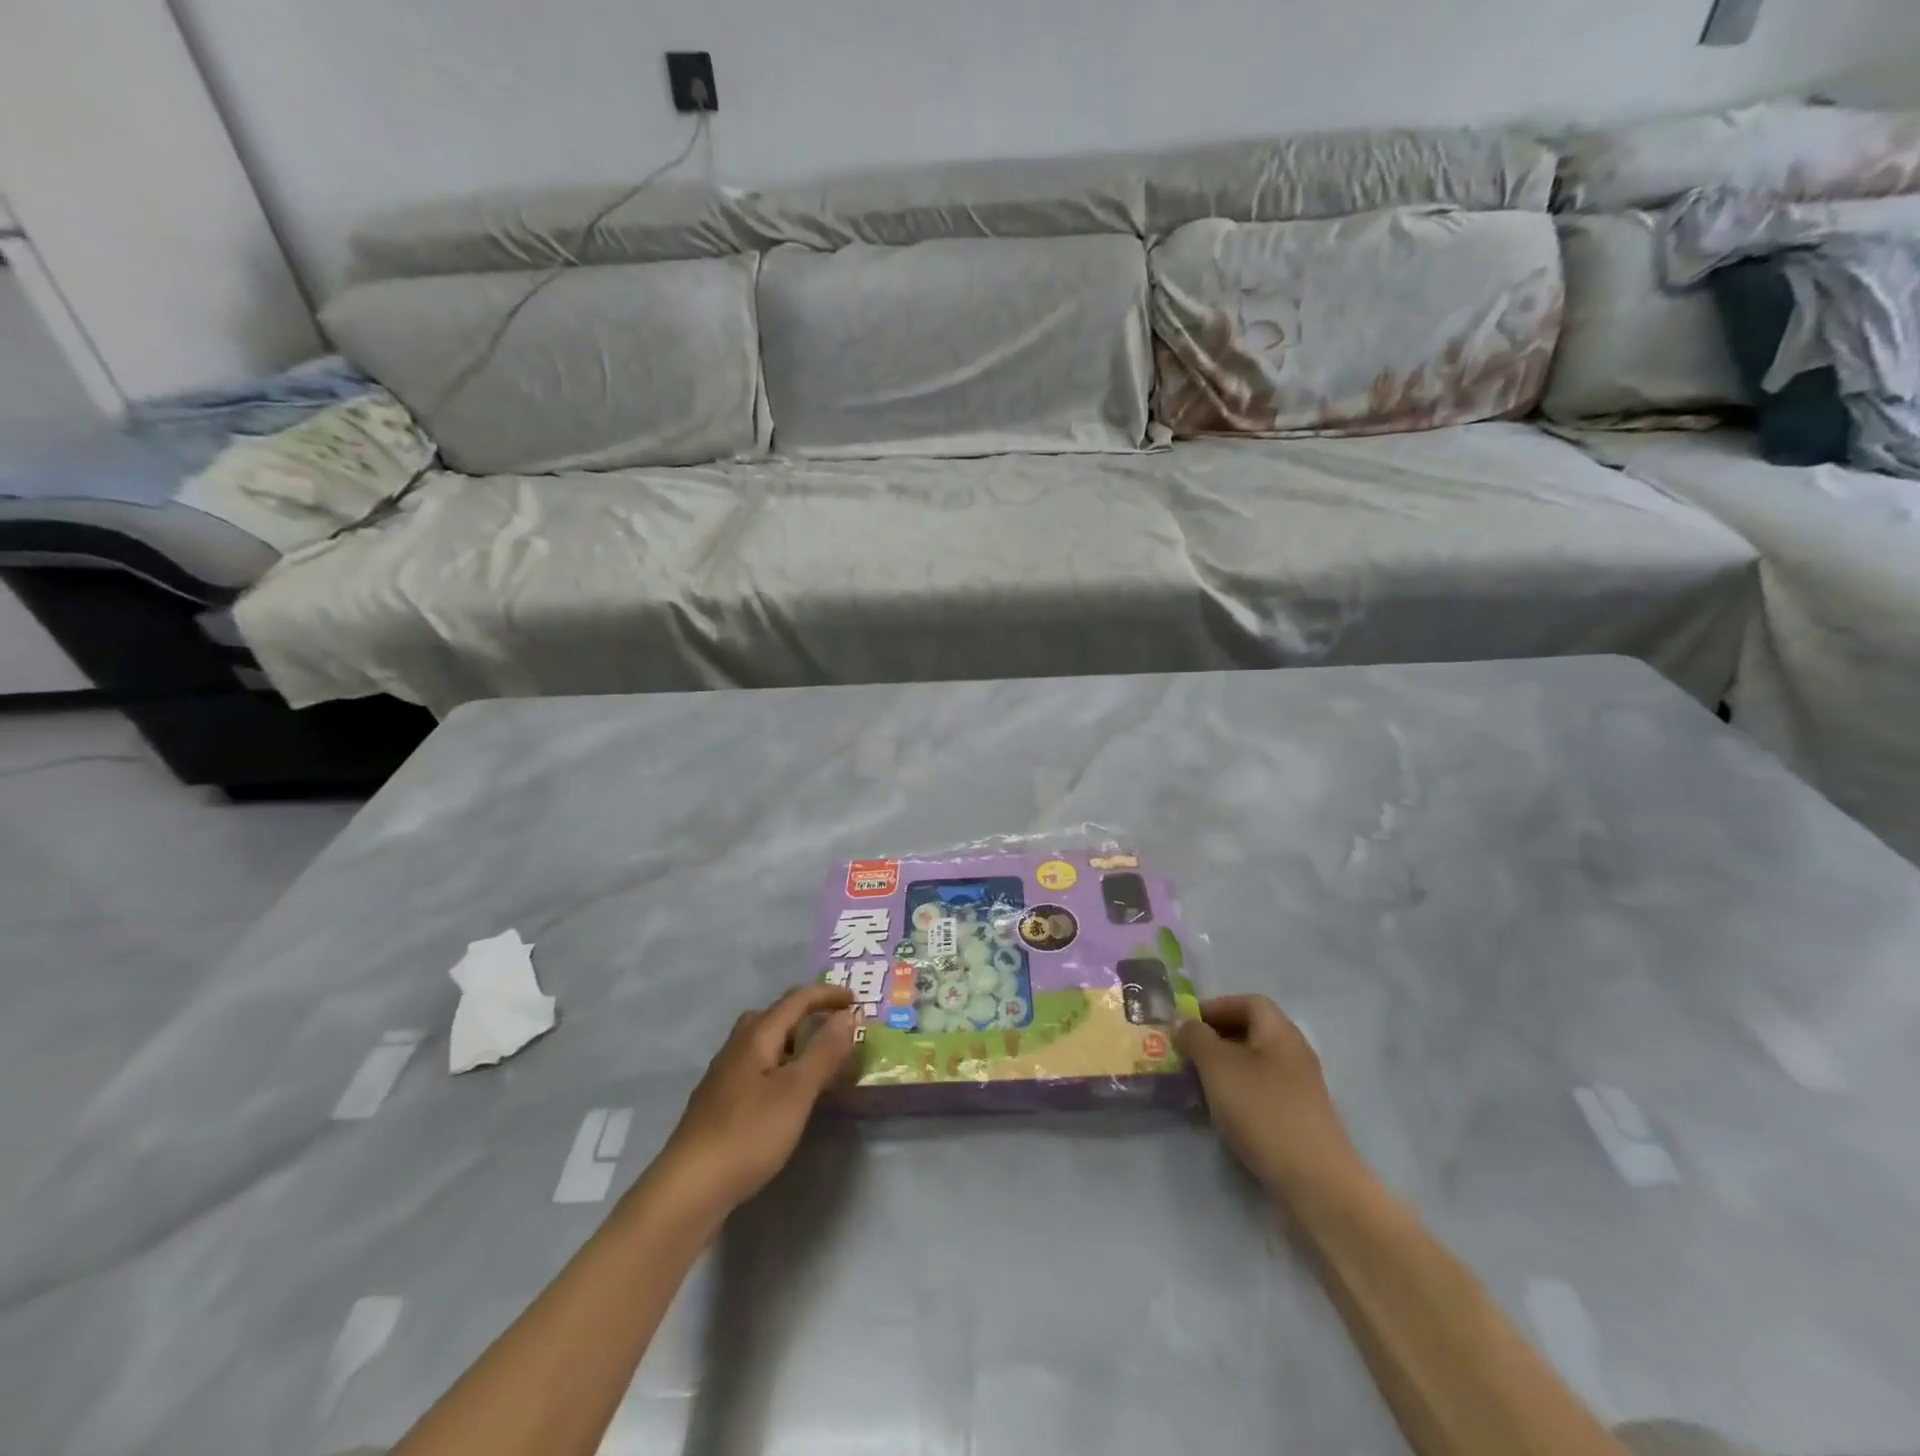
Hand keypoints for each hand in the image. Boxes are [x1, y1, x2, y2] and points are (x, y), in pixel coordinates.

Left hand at [654, 985, 858, 1216]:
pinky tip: (783, 1095)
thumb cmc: (749, 1133)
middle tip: (832, 1026)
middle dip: (804, 1013)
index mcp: (756, 1036)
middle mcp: (736, 1047)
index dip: (826, 995)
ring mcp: (723, 1077)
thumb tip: (847, 1015)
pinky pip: (755, 1068)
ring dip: (791, 1041)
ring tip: (813, 1060)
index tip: (855, 999)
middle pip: (772, 1016)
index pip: (795, 1001)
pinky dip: (777, 1066)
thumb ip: (824, 1051)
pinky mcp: (718, 1104)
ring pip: (761, 1043)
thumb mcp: (797, 1091)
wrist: (689, 1189)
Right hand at [1176, 995, 1356, 1195]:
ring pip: (1255, 1063)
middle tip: (1186, 1052)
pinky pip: (1262, 1090)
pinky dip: (1239, 1092)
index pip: (1248, 1002)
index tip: (1187, 1024)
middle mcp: (1294, 1053)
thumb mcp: (1217, 1066)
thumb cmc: (1262, 1110)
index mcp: (1280, 1031)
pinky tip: (1222, 1111)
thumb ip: (1196, 1037)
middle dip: (1216, 1037)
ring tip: (1197, 1082)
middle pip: (1252, 1031)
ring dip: (1224, 1066)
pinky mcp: (1299, 1118)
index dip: (1215, 1006)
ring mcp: (1300, 1088)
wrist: (1315, 1182)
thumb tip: (1185, 1025)